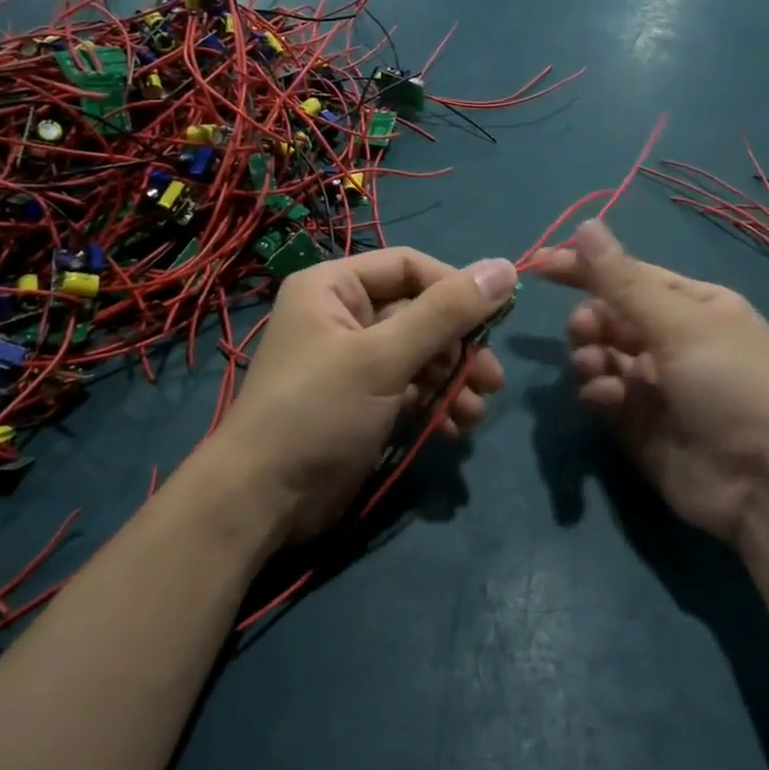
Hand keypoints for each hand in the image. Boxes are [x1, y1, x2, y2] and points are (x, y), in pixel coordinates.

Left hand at [210, 248, 515, 542]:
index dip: (454, 287)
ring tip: (476, 414)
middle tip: (492, 379)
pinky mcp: (364, 401)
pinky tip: (454, 429)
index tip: (495, 318)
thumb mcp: (383, 357)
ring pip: (420, 355)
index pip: (409, 267)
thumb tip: (505, 267)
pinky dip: (435, 404)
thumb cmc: (318, 412)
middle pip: (420, 313)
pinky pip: (411, 388)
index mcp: (333, 287)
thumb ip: (446, 313)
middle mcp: (343, 316)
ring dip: (453, 381)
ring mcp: (354, 361)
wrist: (263, 502)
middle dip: (458, 347)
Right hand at [538, 221, 768, 550]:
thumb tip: (585, 224)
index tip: (539, 264)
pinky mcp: (636, 423)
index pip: (628, 275)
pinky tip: (607, 400)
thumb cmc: (732, 385)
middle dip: (590, 319)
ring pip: (600, 354)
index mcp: (692, 306)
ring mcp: (652, 383)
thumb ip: (622, 280)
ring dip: (590, 354)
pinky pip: (601, 394)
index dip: (584, 267)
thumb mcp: (679, 324)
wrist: (765, 484)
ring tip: (595, 367)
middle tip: (586, 331)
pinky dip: (597, 392)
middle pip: (609, 315)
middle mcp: (671, 340)